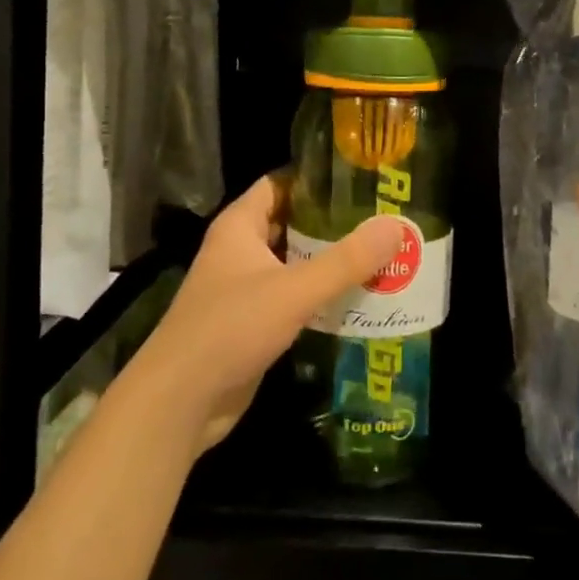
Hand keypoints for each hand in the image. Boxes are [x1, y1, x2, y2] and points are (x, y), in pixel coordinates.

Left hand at [126, 174, 402, 454]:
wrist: (181, 401)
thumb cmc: (231, 328)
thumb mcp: (294, 290)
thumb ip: (346, 260)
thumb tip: (396, 226)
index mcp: (239, 227)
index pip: (280, 184)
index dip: (316, 178)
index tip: (361, 178)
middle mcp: (240, 251)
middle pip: (292, 224)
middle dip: (334, 223)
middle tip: (384, 219)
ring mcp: (245, 289)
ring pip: (295, 264)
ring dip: (332, 263)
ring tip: (383, 255)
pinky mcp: (254, 324)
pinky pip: (294, 299)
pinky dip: (322, 297)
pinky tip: (360, 299)